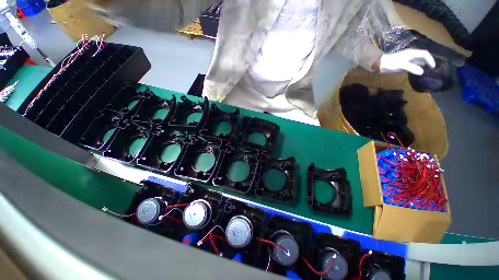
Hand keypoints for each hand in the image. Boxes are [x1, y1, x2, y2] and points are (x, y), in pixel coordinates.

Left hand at [379, 49, 435, 75]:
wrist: (380, 64)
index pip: (425, 54)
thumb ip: (412, 68)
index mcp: (412, 53)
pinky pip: (413, 65)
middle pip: (423, 57)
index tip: (433, 67)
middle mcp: (411, 55)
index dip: (430, 59)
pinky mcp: (404, 63)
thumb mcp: (402, 65)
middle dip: (428, 62)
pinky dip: (417, 67)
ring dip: (423, 65)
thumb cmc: (391, 63)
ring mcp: (407, 59)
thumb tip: (422, 72)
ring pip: (418, 61)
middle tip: (431, 70)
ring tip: (427, 71)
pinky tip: (417, 72)